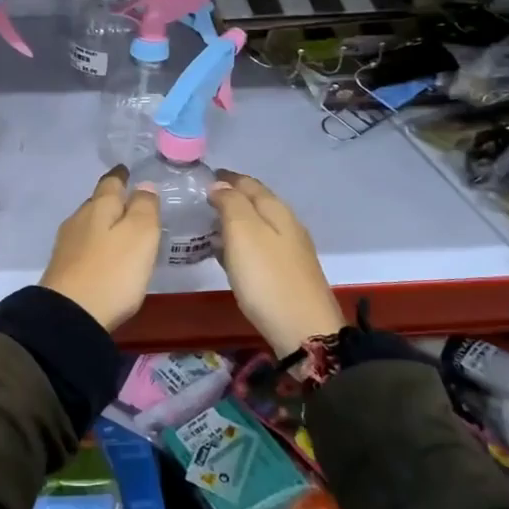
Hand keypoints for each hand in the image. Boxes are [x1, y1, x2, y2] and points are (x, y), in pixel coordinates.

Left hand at [39, 166, 161, 332]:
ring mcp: (67, 244)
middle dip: (113, 200)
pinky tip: (105, 256)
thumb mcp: (140, 235)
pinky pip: (84, 246)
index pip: (110, 182)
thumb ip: (144, 207)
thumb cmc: (112, 271)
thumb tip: (144, 186)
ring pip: (90, 224)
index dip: (121, 175)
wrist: (70, 316)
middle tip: (133, 203)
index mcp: (99, 207)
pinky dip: (97, 245)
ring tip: (122, 230)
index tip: (128, 171)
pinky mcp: (63, 268)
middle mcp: (79, 219)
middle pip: (98, 203)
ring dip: (105, 224)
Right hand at [210, 170, 342, 354]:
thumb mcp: (243, 233)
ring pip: (259, 224)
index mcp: (276, 210)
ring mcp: (291, 250)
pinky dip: (242, 242)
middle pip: (257, 202)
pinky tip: (229, 254)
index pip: (249, 183)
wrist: (305, 331)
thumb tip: (220, 185)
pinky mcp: (288, 273)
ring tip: (210, 225)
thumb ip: (230, 204)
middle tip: (203, 199)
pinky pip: (260, 246)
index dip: (226, 178)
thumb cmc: (267, 278)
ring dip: (236, 220)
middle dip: (232, 196)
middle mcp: (287, 225)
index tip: (204, 177)